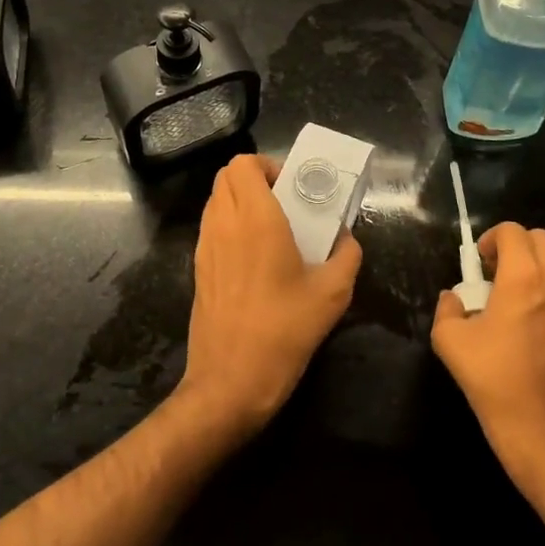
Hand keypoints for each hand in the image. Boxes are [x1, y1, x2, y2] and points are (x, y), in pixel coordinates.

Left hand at [179, 153, 361, 439]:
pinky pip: (211, 226)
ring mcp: (205, 246)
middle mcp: (224, 223)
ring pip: (216, 200)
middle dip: (254, 178)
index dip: (267, 165)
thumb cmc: (283, 331)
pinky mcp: (197, 269)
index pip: (243, 163)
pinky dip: (229, 224)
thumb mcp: (332, 294)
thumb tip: (347, 239)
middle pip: (226, 175)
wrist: (230, 382)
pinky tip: (255, 257)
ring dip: (240, 200)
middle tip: (283, 201)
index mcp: (255, 218)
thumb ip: (347, 256)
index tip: (291, 187)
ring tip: (271, 227)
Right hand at [431, 223, 544, 509]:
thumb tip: (455, 299)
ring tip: (512, 297)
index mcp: (524, 278)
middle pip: (540, 238)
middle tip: (494, 274)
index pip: (512, 231)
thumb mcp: (450, 342)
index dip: (490, 240)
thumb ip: (448, 308)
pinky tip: (532, 320)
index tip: (478, 265)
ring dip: (534, 265)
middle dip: (515, 246)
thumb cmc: (496, 383)